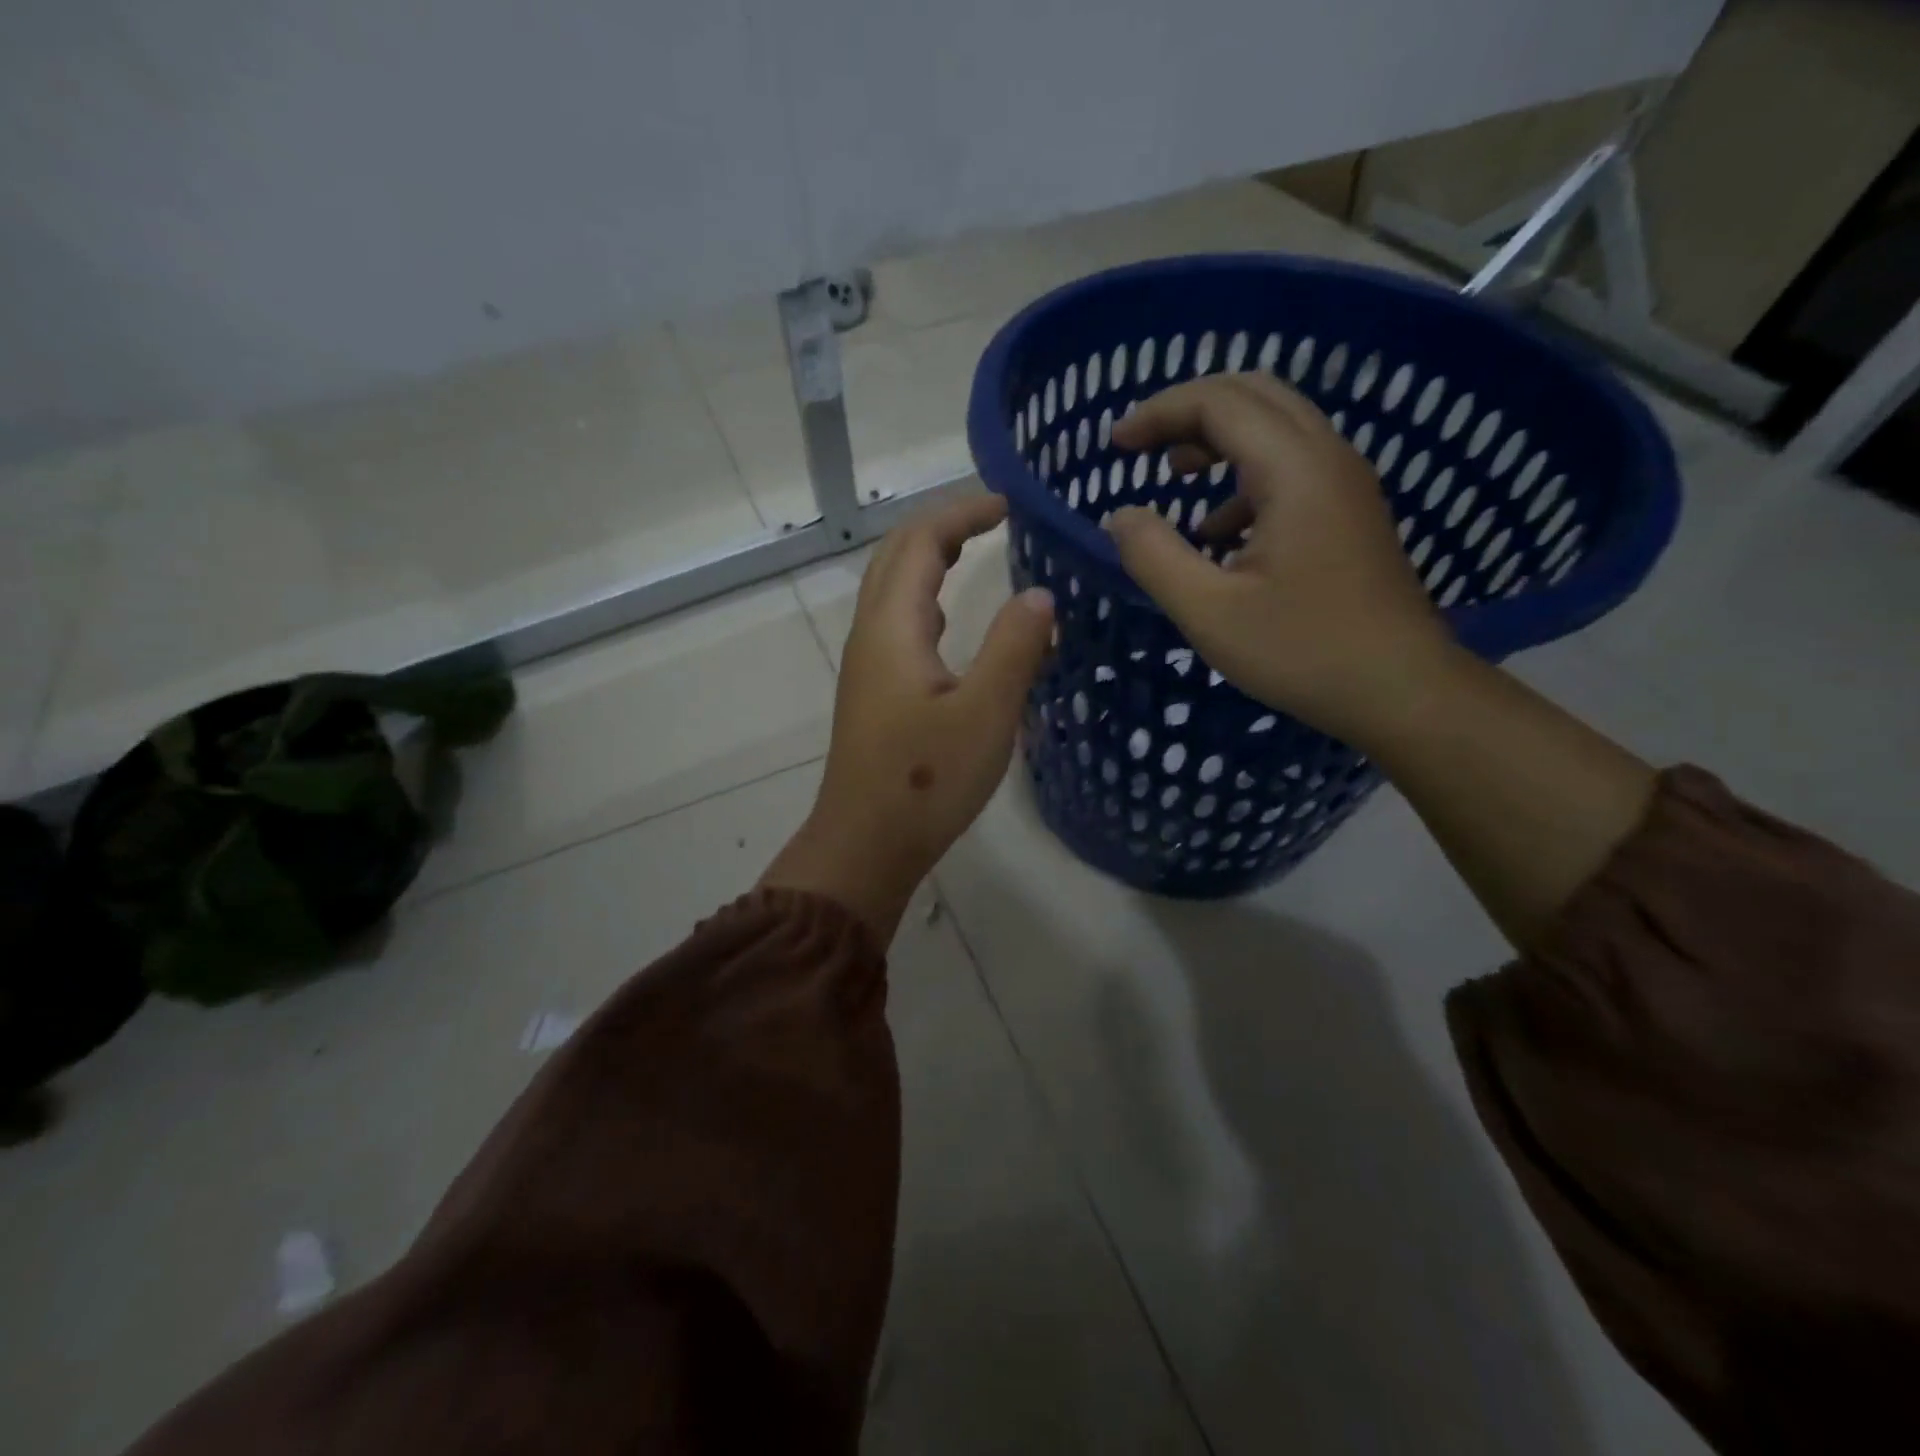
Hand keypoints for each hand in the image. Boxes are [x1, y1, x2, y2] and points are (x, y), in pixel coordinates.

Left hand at [761, 495, 1054, 943]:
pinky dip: (928, 599)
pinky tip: (953, 620)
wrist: (866, 844)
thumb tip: (1040, 595)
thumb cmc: (925, 781)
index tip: (1010, 504)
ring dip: (931, 560)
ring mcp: (868, 665)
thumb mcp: (985, 712)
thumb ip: (1014, 646)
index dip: (962, 514)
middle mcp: (871, 635)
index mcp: (892, 627)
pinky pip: (898, 623)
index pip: (920, 542)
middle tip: (995, 519)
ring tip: (978, 553)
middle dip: (943, 527)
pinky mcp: (875, 693)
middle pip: (897, 556)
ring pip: (894, 590)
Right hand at [1106, 373, 1453, 744]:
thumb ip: (1155, 556)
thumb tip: (1121, 516)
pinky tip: (1219, 532)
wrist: (1399, 689)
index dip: (1160, 412)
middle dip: (1188, 411)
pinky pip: (1292, 466)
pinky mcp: (1350, 512)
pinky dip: (1244, 477)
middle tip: (1142, 446)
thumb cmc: (1301, 651)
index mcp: (1294, 471)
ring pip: (1276, 427)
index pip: (1219, 402)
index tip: (1116, 446)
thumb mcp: (1208, 611)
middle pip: (1253, 395)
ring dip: (1218, 439)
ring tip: (1175, 478)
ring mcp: (1345, 484)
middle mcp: (1327, 458)